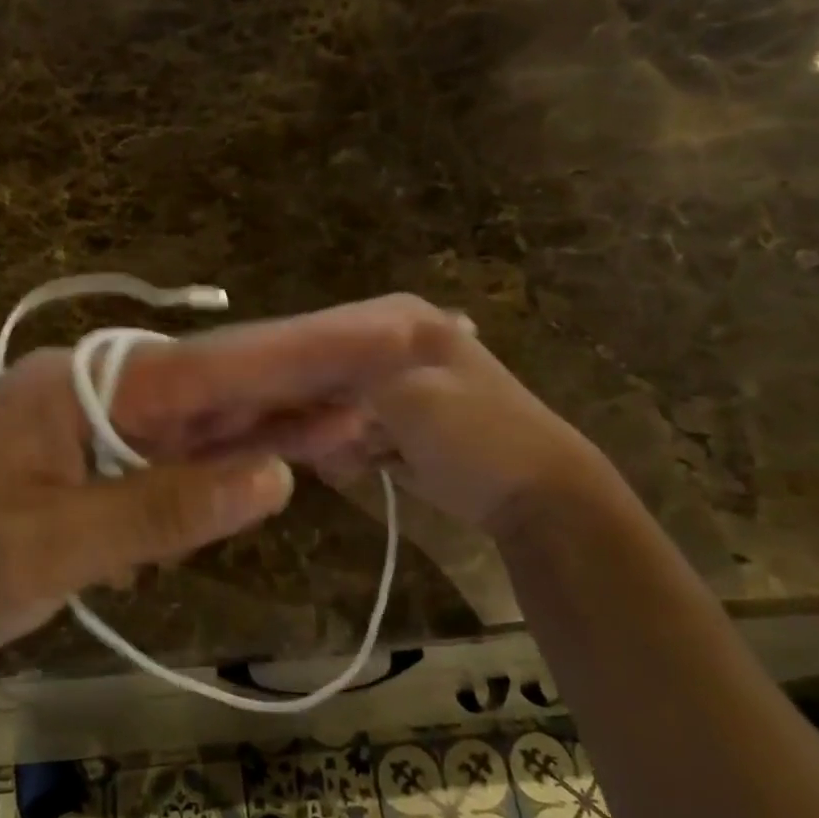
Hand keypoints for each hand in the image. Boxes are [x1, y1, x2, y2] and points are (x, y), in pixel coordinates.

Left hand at [0, 295, 466, 662]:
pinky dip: (227, 461)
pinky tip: (279, 458)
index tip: (390, 330)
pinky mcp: (96, 463)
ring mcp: (98, 425)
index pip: (215, 367)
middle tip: (402, 348)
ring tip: (362, 409)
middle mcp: (98, 389)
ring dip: (277, 418)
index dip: (309, 351)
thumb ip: (162, 506)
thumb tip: (273, 475)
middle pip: (220, 381)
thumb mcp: (51, 545)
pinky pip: (176, 456)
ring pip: (205, 419)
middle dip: (310, 371)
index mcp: (83, 385)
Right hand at [309, 319, 609, 535]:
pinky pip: (354, 434)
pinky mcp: (402, 426)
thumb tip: (295, 374)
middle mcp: (398, 346)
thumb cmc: (473, 435)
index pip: (324, 330)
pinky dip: (350, 453)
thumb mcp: (406, 393)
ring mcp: (401, 388)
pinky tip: (356, 468)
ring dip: (334, 436)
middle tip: (318, 440)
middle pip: (327, 371)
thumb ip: (346, 375)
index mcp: (406, 322)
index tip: (280, 403)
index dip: (299, 366)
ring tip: (348, 458)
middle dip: (317, 409)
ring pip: (336, 406)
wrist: (538, 495)